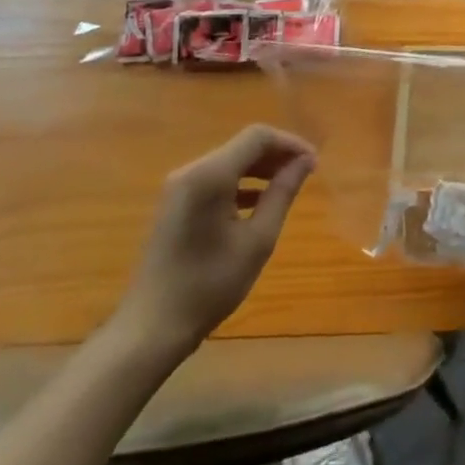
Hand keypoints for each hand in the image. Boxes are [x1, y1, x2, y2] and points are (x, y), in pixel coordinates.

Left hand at [111, 126, 316, 358]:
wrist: (151, 327)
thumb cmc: (209, 284)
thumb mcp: (257, 239)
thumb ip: (282, 193)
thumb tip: (305, 161)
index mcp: (210, 175)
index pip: (257, 137)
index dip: (290, 143)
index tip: (314, 163)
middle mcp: (191, 171)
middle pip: (242, 146)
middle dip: (277, 155)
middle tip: (307, 174)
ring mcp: (179, 187)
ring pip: (230, 161)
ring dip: (261, 168)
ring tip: (289, 186)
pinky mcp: (176, 203)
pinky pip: (215, 179)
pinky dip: (241, 183)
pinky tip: (259, 202)